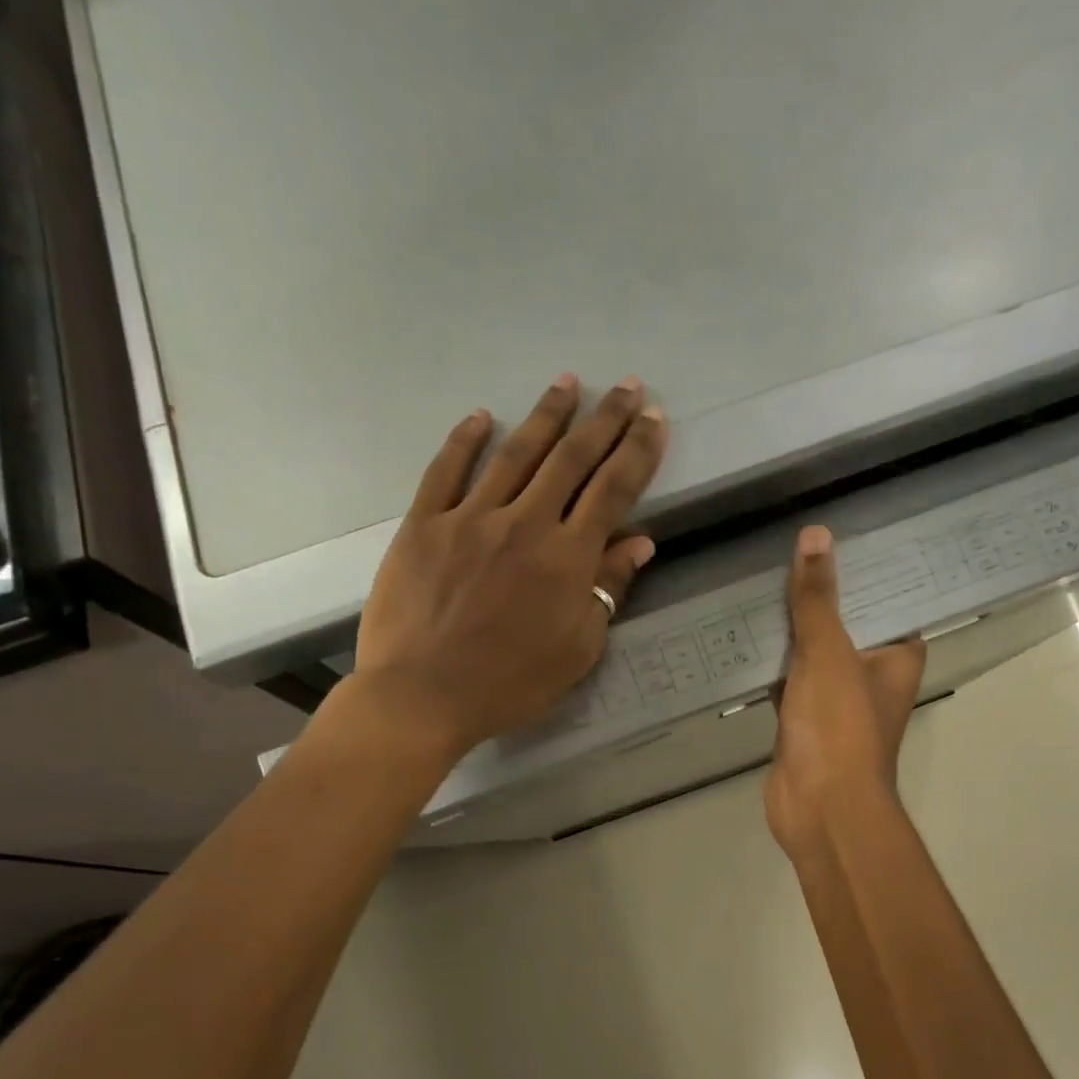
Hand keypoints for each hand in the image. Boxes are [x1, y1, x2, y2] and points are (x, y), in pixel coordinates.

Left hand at [348, 373, 667, 763]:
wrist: (423, 696)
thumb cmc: (511, 684)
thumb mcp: (577, 649)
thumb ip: (607, 590)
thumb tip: (639, 543)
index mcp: (568, 558)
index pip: (613, 490)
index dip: (638, 450)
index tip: (655, 419)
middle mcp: (525, 523)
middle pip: (572, 458)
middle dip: (605, 418)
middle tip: (627, 386)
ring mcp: (470, 518)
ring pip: (516, 453)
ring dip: (547, 414)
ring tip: (569, 382)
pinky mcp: (424, 524)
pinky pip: (446, 470)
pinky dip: (465, 440)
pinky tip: (482, 416)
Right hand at [766, 526, 925, 856]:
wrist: (820, 807)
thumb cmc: (839, 726)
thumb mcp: (828, 652)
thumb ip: (818, 598)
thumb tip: (816, 535)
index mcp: (897, 657)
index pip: (889, 601)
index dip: (868, 570)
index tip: (842, 534)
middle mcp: (872, 675)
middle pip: (847, 624)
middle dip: (821, 594)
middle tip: (791, 547)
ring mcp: (837, 700)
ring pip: (813, 653)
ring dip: (792, 628)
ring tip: (763, 578)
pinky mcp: (804, 720)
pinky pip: (788, 679)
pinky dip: (770, 663)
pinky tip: (745, 633)